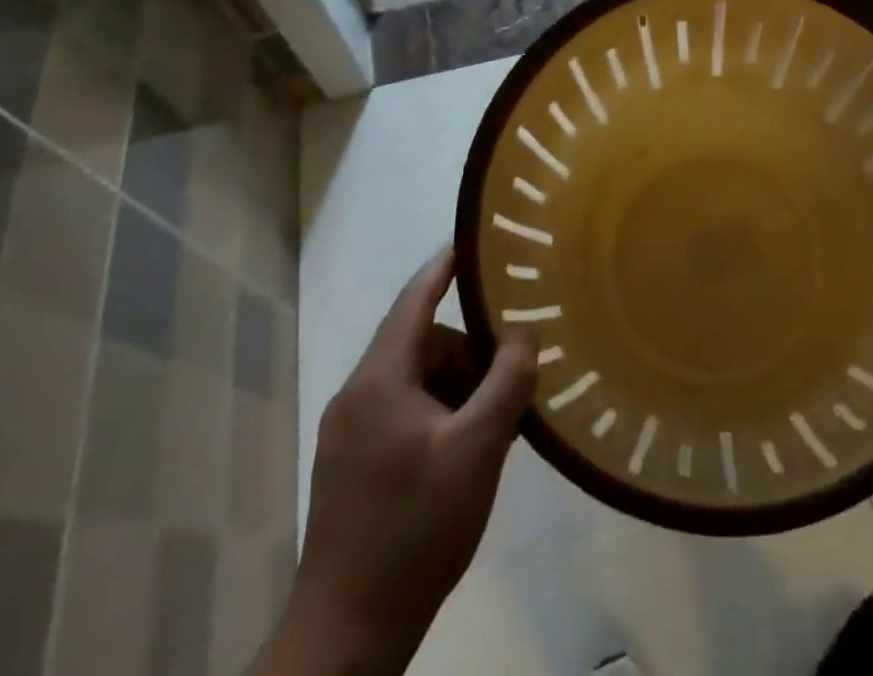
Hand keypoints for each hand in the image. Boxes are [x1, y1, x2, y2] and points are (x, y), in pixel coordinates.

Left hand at [265, 249, 536, 675]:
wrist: (348, 634)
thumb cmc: (415, 528)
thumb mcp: (477, 449)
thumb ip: (506, 381)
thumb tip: (523, 332)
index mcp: (380, 380)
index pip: (415, 300)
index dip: (446, 265)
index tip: (476, 238)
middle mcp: (360, 395)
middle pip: (426, 344)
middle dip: (472, 351)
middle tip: (516, 372)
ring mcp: (353, 432)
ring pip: (420, 381)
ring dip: (462, 388)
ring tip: (501, 421)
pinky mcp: (356, 463)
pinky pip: (409, 413)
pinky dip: (445, 414)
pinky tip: (475, 448)